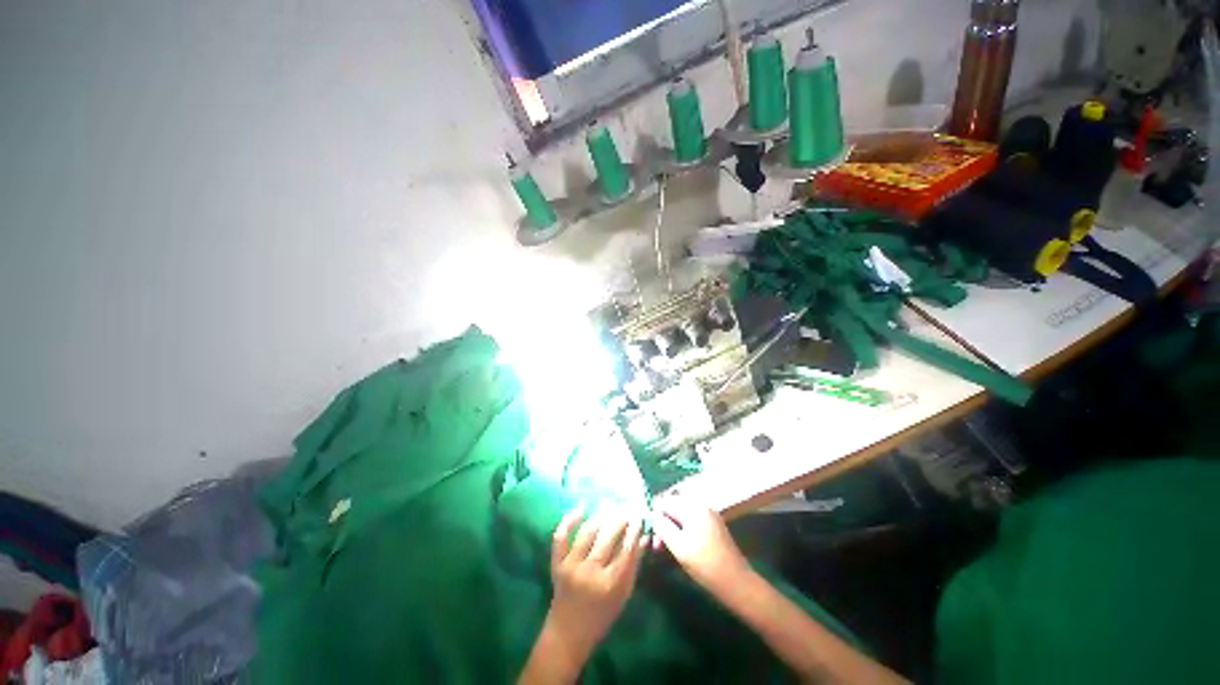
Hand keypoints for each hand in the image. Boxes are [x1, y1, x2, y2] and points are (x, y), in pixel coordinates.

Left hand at [545, 506, 645, 664]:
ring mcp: (572, 566)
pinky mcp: (557, 564)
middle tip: (626, 509)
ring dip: (601, 517)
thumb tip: (644, 537)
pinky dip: (569, 520)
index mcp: (611, 584)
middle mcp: (591, 573)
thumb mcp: (623, 596)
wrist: (567, 635)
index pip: (627, 550)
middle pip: (608, 538)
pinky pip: (561, 537)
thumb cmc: (601, 617)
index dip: (634, 530)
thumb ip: (633, 566)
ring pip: (588, 533)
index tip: (639, 516)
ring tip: (609, 507)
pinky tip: (581, 508)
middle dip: (619, 520)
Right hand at [652, 496, 749, 594]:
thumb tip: (651, 515)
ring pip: (681, 516)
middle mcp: (701, 505)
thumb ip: (662, 526)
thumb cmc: (705, 564)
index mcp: (693, 506)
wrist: (736, 583)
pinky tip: (679, 547)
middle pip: (673, 507)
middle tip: (656, 546)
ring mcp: (708, 516)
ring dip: (671, 528)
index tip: (650, 535)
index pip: (665, 501)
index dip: (654, 516)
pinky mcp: (712, 527)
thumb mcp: (678, 546)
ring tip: (664, 549)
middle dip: (662, 523)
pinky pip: (690, 522)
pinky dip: (681, 531)